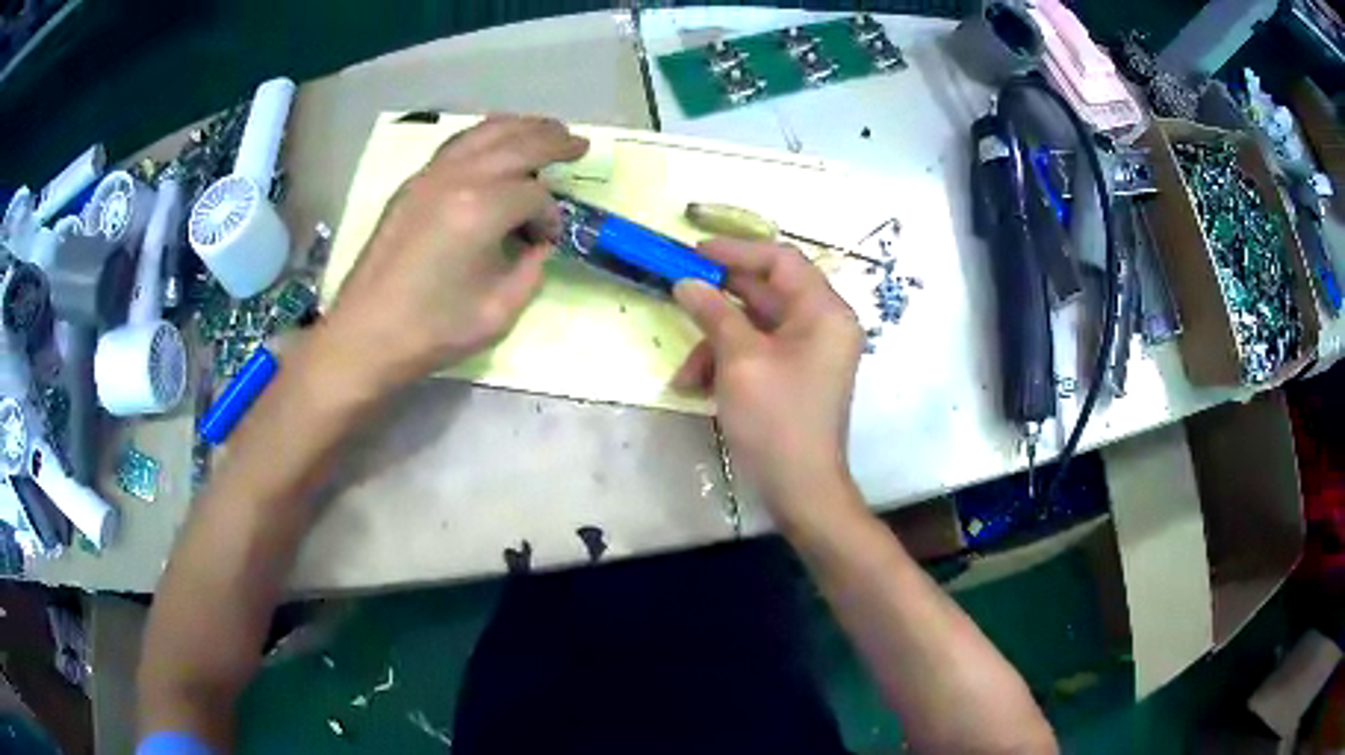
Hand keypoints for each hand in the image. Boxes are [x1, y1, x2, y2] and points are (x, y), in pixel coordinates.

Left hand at [320, 115, 587, 394]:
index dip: (550, 216)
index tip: (549, 241)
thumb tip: (537, 245)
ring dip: (519, 127)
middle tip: (579, 143)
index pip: (534, 196)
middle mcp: (456, 179)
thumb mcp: (499, 312)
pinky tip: (494, 144)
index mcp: (481, 210)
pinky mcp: (410, 185)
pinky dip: (484, 137)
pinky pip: (456, 145)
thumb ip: (530, 270)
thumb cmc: (432, 330)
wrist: (365, 335)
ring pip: (482, 133)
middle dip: (552, 141)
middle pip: (515, 144)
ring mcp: (428, 176)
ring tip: (544, 129)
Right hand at [672, 240, 863, 519]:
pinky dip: (727, 362)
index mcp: (824, 312)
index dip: (736, 250)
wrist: (800, 490)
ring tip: (686, 374)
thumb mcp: (740, 361)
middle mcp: (822, 324)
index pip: (781, 260)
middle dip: (718, 299)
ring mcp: (809, 351)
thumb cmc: (776, 420)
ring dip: (715, 342)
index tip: (694, 251)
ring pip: (755, 325)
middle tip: (677, 292)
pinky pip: (757, 351)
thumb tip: (685, 282)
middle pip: (766, 291)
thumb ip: (713, 312)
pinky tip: (697, 387)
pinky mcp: (794, 374)